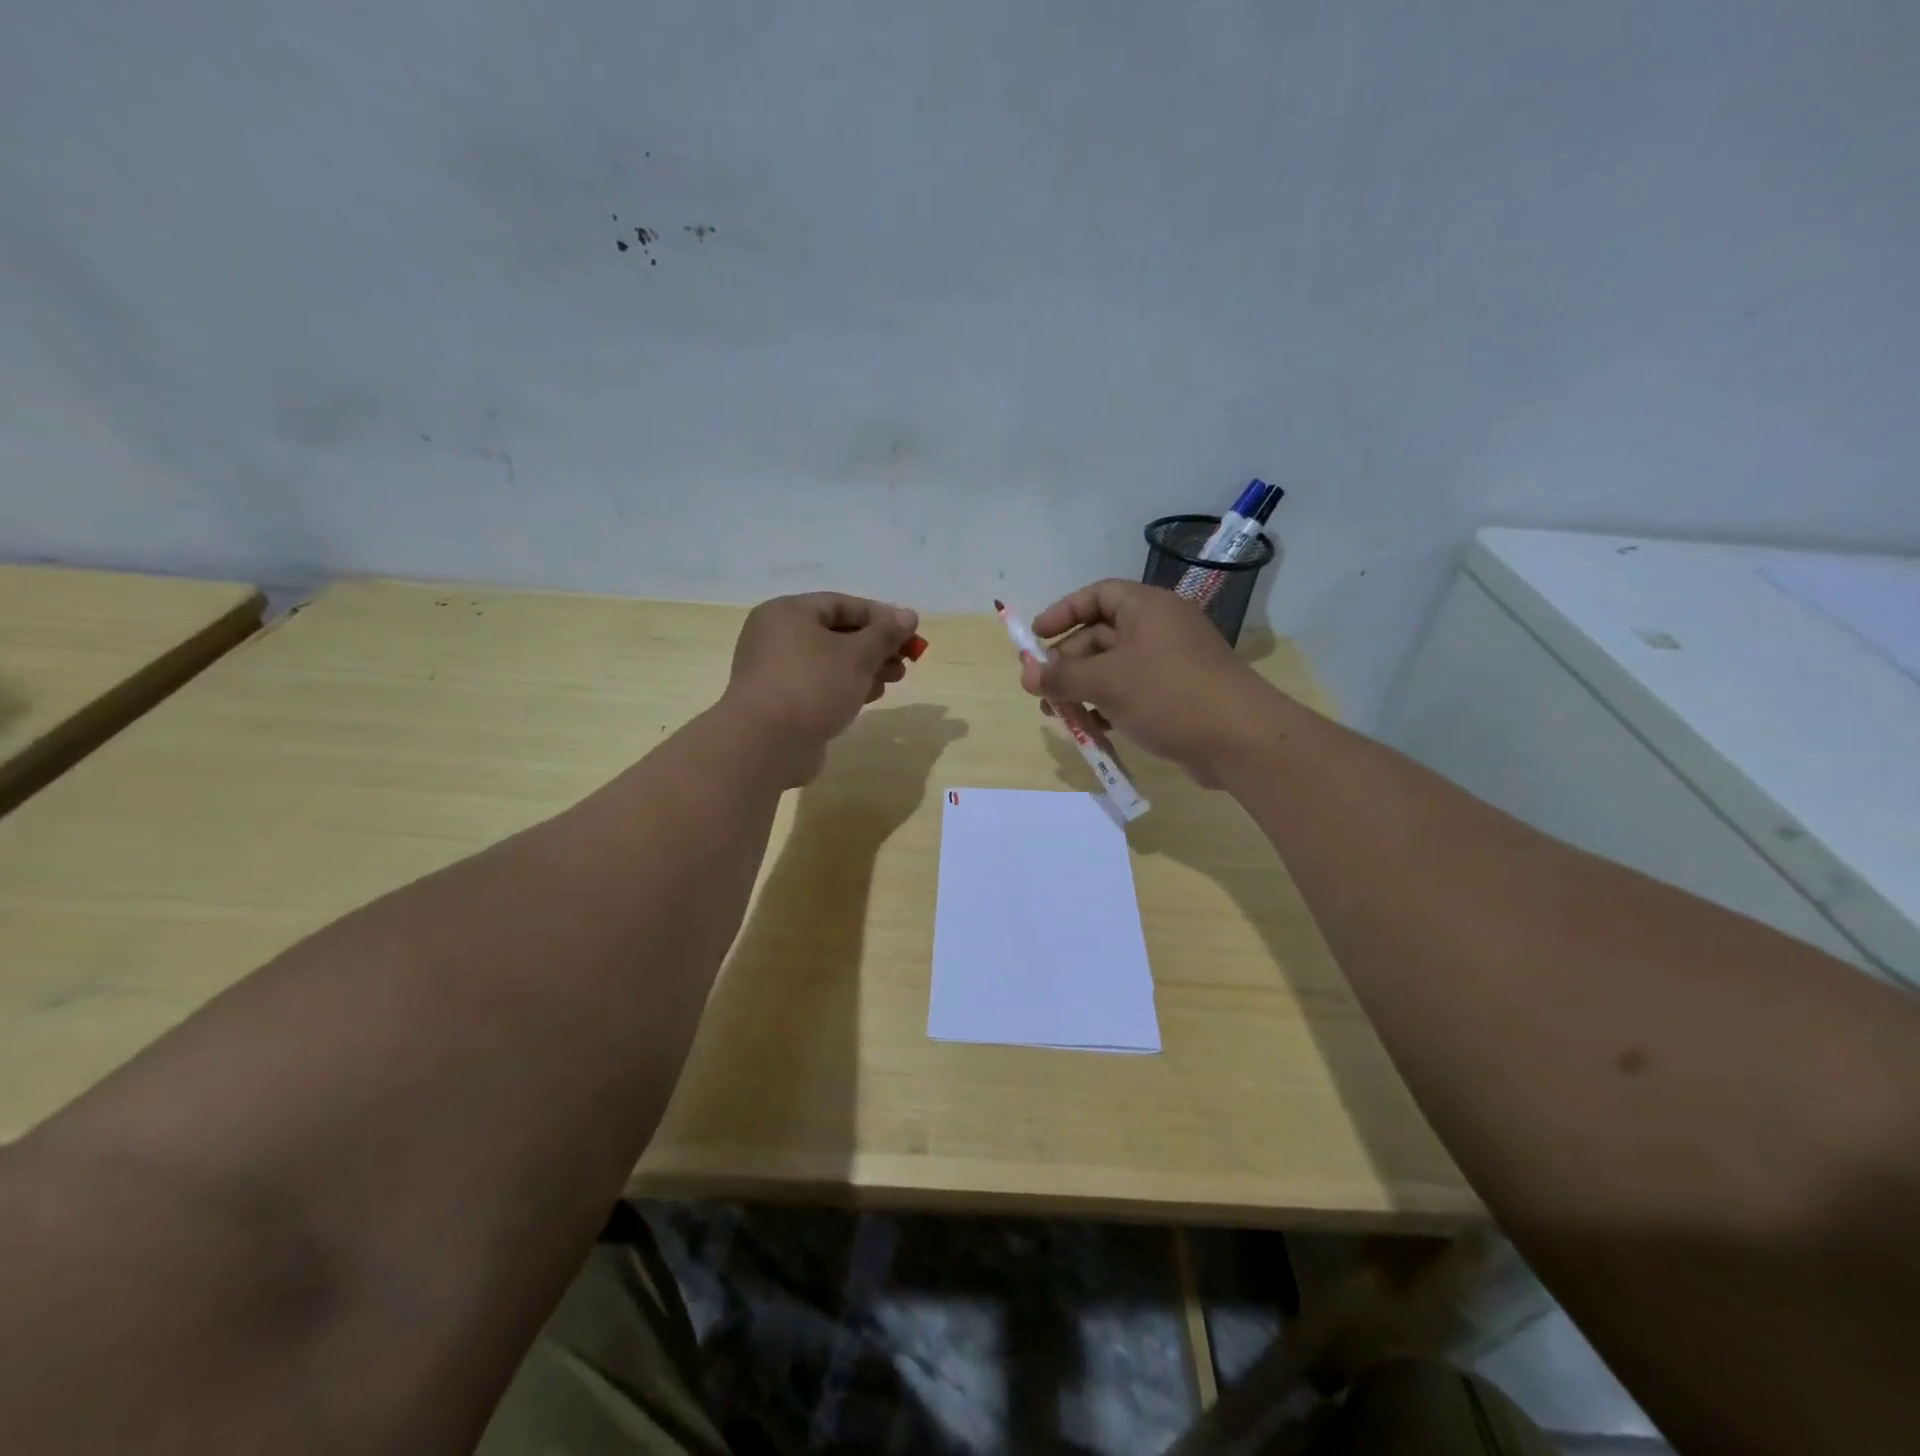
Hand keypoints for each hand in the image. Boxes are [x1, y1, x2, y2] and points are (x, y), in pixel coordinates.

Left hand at [720, 592, 919, 784]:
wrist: (766, 744)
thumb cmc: (812, 685)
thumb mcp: (857, 654)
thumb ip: (885, 634)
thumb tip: (908, 615)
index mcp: (788, 613)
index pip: (842, 604)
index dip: (881, 616)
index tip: (911, 633)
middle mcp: (776, 637)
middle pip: (837, 633)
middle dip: (875, 646)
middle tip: (906, 661)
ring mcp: (775, 672)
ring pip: (830, 662)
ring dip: (865, 669)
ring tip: (893, 681)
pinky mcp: (780, 703)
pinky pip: (819, 686)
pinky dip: (845, 688)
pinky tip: (868, 699)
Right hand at [1019, 581, 1274, 786]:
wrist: (1239, 739)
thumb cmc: (1168, 694)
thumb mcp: (1107, 682)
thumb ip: (1062, 676)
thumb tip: (1026, 674)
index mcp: (1147, 608)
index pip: (1097, 595)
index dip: (1063, 612)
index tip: (1035, 637)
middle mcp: (1159, 628)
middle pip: (1100, 635)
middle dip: (1067, 662)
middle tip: (1040, 688)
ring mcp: (1169, 663)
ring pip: (1113, 668)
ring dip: (1082, 688)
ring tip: (1056, 714)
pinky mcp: (1176, 695)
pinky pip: (1131, 692)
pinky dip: (1107, 705)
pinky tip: (1090, 728)